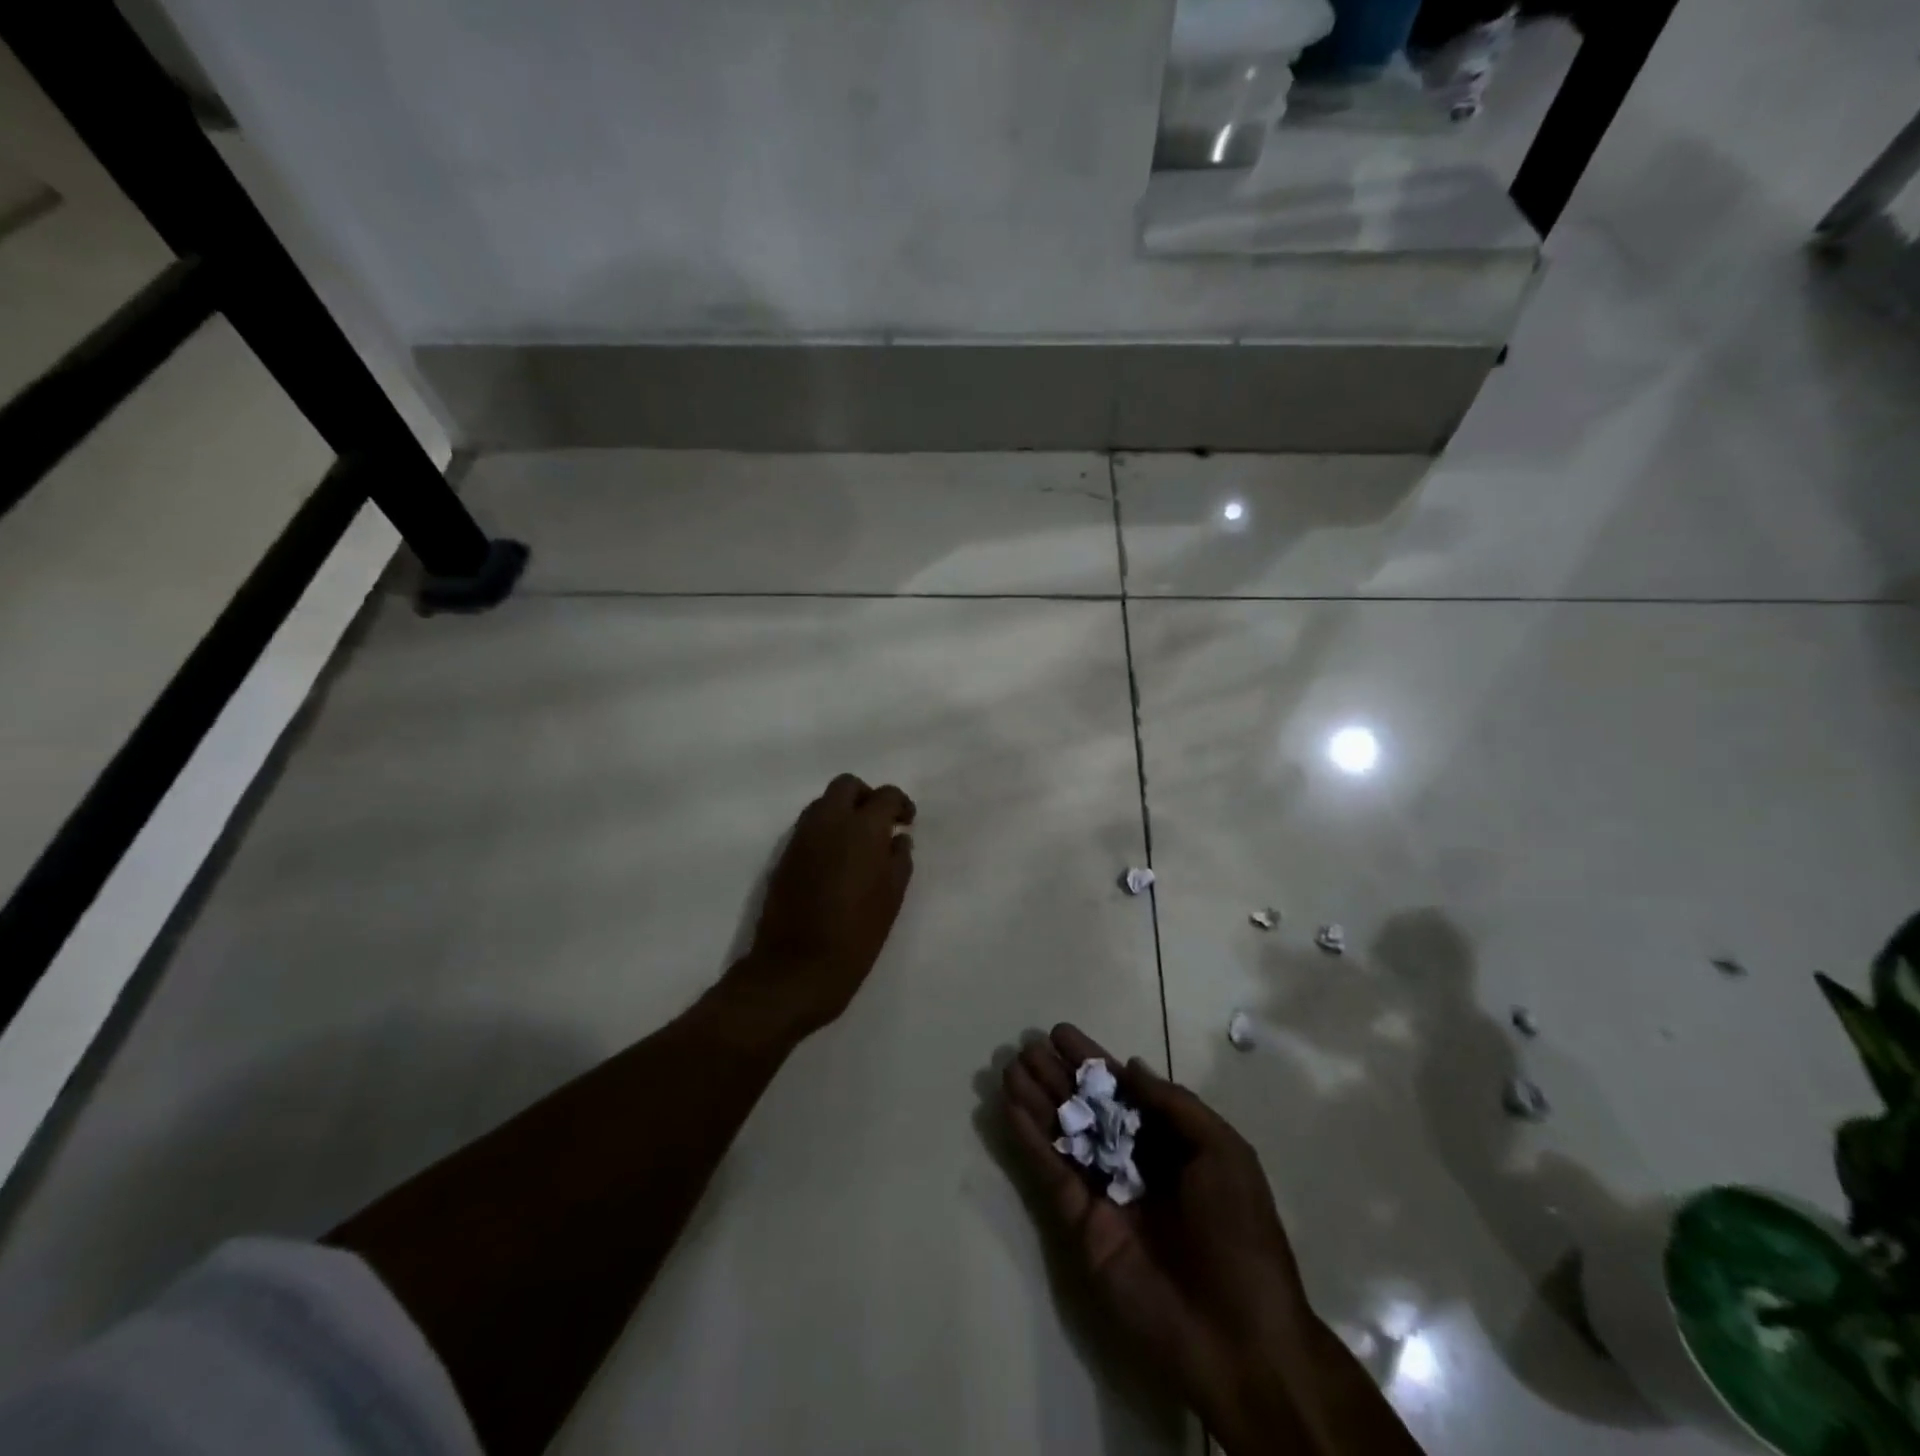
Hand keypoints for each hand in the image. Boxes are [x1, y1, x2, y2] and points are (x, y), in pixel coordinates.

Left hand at [730, 773, 915, 1039]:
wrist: (794, 969)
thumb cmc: (855, 937)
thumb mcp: (891, 900)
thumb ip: (898, 861)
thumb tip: (898, 840)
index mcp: (861, 829)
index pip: (885, 795)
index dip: (900, 804)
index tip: (906, 823)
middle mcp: (828, 823)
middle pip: (847, 786)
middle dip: (867, 797)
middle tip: (881, 825)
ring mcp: (801, 837)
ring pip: (824, 803)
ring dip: (843, 812)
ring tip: (859, 845)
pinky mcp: (784, 856)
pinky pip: (809, 827)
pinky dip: (826, 831)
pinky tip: (837, 862)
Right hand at [1001, 1025, 1334, 1452]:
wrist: (1239, 1338)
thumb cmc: (1240, 1234)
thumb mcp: (1223, 1153)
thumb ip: (1174, 1105)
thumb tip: (1130, 1066)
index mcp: (1172, 1144)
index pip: (1124, 1091)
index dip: (1092, 1061)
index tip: (1060, 1033)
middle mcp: (1135, 1163)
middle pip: (1088, 1109)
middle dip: (1058, 1076)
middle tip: (1026, 1046)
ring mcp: (1106, 1194)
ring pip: (1065, 1135)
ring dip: (1037, 1101)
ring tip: (1010, 1067)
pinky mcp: (1082, 1226)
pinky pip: (1052, 1174)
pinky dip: (1031, 1141)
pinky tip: (1012, 1108)